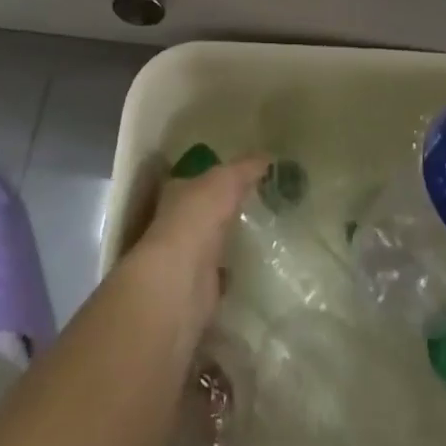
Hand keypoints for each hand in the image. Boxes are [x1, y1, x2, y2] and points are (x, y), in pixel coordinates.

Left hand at [123, 156, 267, 329]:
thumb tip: (268, 157)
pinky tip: (258, 267)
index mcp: (178, 192)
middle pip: (206, 211)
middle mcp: (178, 222)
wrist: (181, 280)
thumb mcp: (225, 180)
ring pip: (214, 242)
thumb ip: (245, 168)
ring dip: (232, 241)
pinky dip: (237, 272)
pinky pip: (224, 275)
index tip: (246, 176)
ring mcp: (188, 257)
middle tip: (263, 205)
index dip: (219, 175)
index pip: (198, 178)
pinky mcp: (201, 288)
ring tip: (267, 235)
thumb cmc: (197, 218)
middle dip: (228, 209)